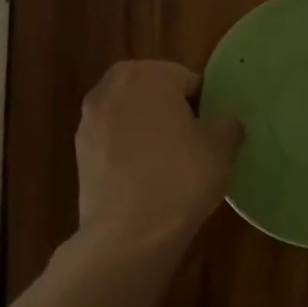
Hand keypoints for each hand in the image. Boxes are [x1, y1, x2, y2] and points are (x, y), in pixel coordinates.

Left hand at [76, 61, 243, 252]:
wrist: (129, 232)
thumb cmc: (181, 176)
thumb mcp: (222, 147)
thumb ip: (228, 124)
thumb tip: (225, 123)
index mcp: (148, 74)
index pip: (187, 81)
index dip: (205, 107)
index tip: (212, 134)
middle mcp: (111, 87)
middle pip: (154, 95)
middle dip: (172, 115)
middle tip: (194, 147)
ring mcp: (89, 120)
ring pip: (132, 119)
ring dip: (149, 133)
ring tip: (170, 167)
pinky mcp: (79, 153)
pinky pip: (115, 144)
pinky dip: (130, 154)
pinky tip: (146, 182)